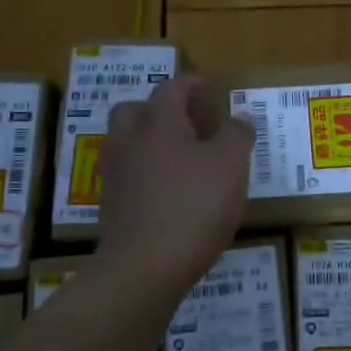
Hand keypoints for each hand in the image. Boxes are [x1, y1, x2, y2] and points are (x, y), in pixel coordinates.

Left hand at [97, 74, 254, 291]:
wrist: (144, 267)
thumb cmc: (194, 205)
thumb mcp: (231, 165)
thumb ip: (237, 135)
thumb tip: (238, 118)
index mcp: (158, 122)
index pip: (173, 88)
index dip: (193, 84)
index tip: (210, 87)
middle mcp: (129, 141)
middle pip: (137, 110)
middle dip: (161, 110)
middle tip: (189, 122)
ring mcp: (115, 174)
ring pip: (128, 143)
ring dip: (151, 142)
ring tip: (181, 158)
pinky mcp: (111, 206)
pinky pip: (129, 176)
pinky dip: (147, 174)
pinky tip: (170, 191)